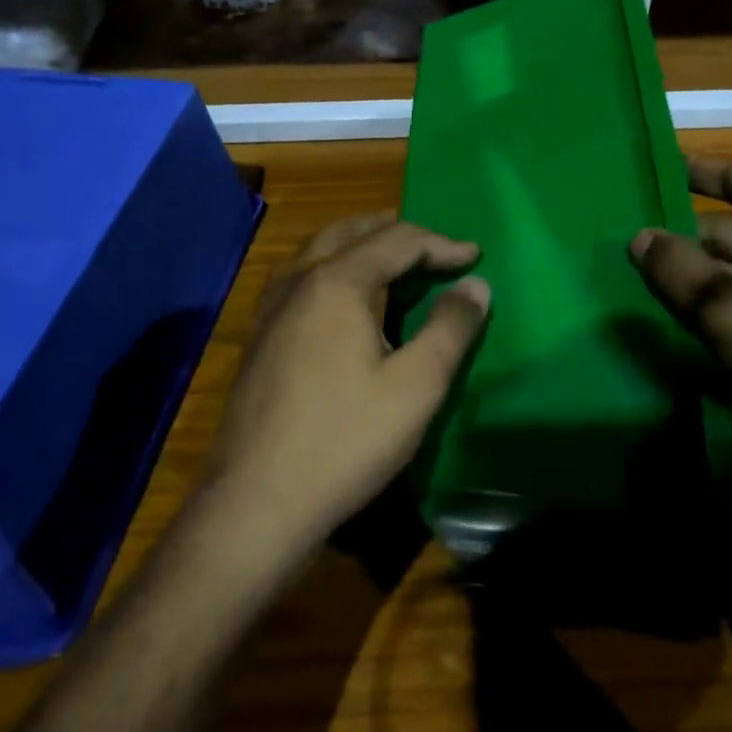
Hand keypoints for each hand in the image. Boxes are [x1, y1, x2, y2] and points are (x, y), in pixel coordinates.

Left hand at [205, 214, 490, 557]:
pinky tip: (338, 298)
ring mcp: (270, 308)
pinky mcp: (258, 337)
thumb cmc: (344, 440)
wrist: (255, 502)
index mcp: (337, 282)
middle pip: (351, 232)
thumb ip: (450, 329)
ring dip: (359, 243)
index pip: (398, 240)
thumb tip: (476, 285)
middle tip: (431, 244)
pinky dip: (331, 267)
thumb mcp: (416, 387)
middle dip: (395, 230)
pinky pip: (300, 277)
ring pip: (318, 250)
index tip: (475, 256)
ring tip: (388, 257)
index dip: (441, 244)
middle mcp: (299, 281)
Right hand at [629, 157, 731, 499]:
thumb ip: (676, 268)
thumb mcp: (727, 309)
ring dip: (691, 277)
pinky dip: (712, 310)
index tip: (647, 168)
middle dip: (680, 235)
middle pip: (729, 229)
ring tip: (632, 279)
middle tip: (620, 239)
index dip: (693, 173)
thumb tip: (638, 237)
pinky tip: (669, 321)